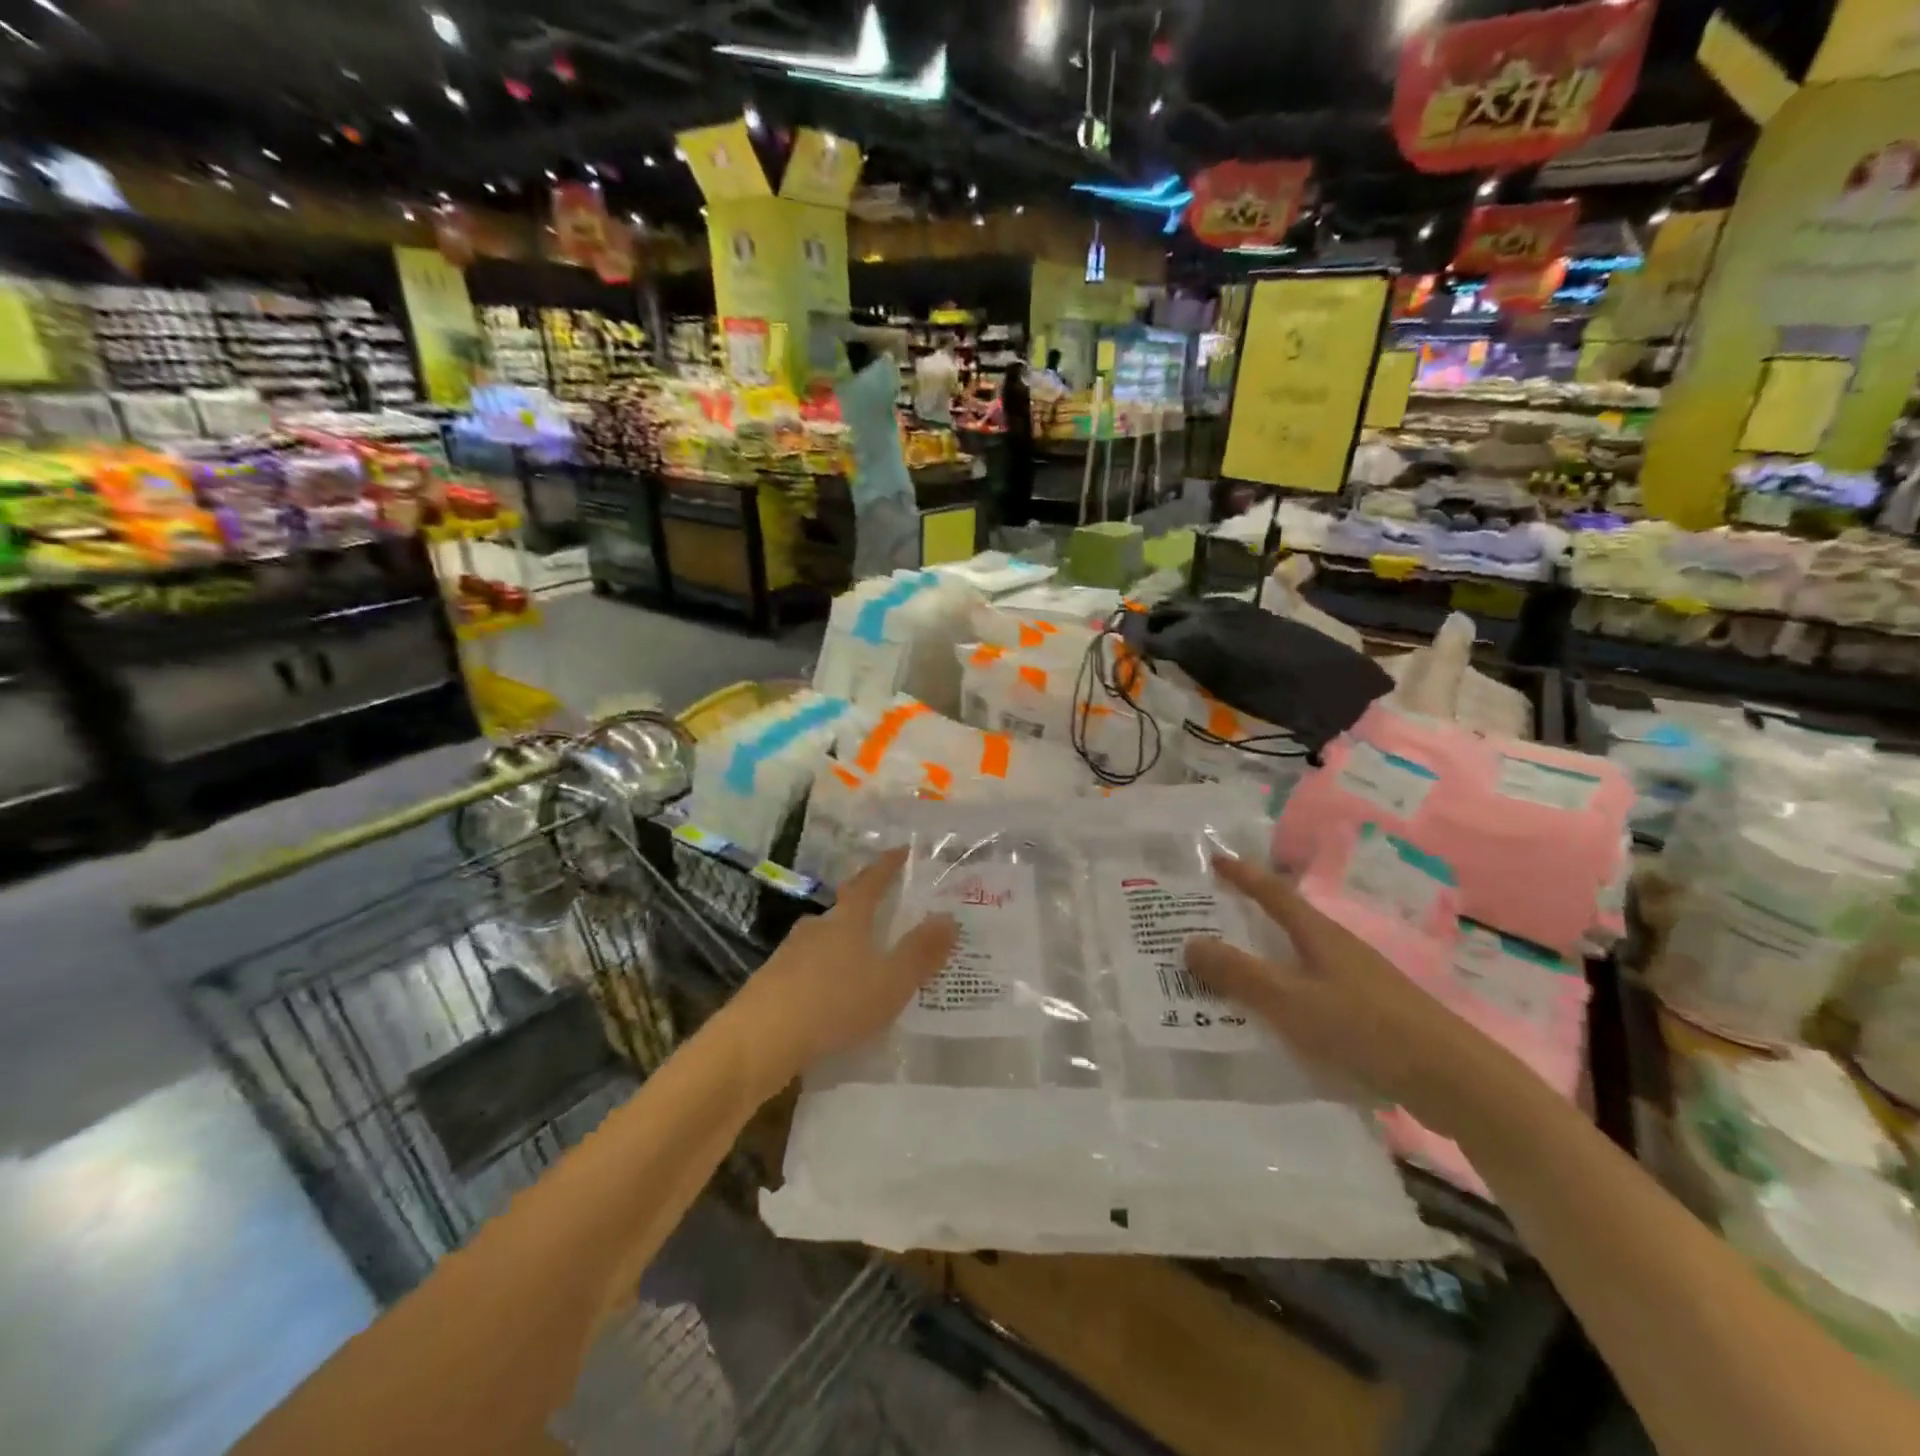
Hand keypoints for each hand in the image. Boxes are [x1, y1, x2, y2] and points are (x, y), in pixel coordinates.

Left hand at [722, 849, 956, 1091]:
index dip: (888, 866)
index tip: (902, 851)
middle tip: (888, 920)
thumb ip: (921, 952)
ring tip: (865, 968)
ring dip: (844, 949)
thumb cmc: (834, 1002)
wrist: (759, 1040)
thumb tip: (949, 918)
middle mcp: (816, 928)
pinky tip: (833, 1002)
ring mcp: (789, 955)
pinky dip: (825, 979)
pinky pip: (808, 972)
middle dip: (865, 912)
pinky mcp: (772, 985)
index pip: (871, 882)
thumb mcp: (890, 981)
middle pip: (844, 911)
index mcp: (847, 920)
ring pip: (824, 943)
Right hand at [1185, 854, 1521, 1139]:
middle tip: (1205, 920)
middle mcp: (1337, 949)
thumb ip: (1239, 974)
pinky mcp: (1367, 1013)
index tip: (1214, 859)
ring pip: (1297, 959)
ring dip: (1263, 959)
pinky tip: (1271, 1019)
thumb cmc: (1366, 1028)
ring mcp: (1356, 981)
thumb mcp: (1292, 1000)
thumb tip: (1189, 942)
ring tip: (1225, 972)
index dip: (1243, 876)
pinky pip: (1310, 991)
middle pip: (1284, 923)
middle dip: (1246, 918)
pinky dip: (1283, 993)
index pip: (1273, 893)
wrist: (1453, 1080)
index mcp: (1320, 935)